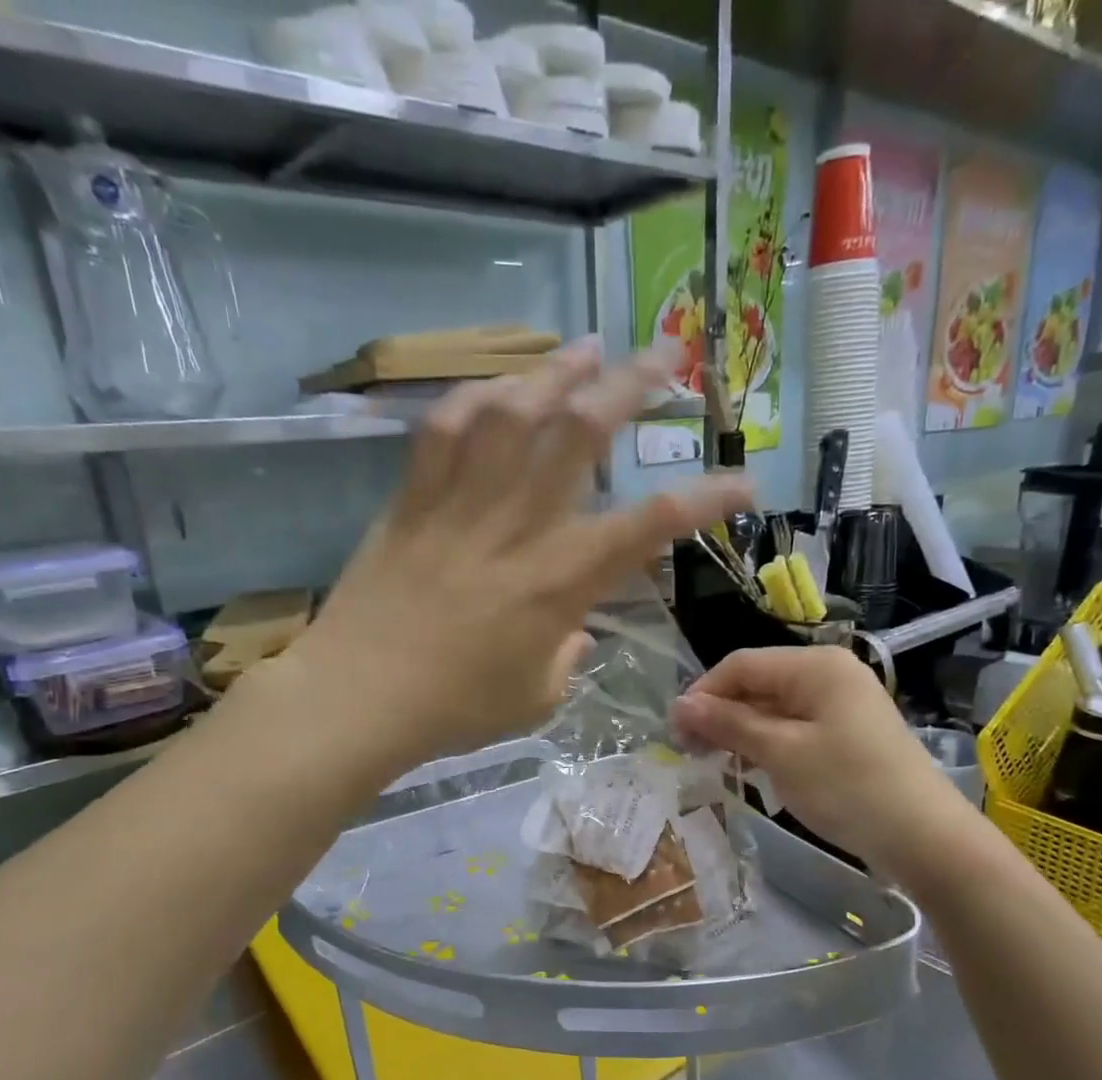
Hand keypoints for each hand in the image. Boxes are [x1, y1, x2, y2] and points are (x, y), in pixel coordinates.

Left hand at [265, 341, 750, 769]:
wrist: (357, 698)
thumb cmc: (454, 710)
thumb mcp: (535, 697)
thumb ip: (566, 656)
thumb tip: (572, 629)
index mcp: (559, 581)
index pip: (651, 527)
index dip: (706, 500)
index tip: (744, 483)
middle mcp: (518, 527)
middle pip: (581, 433)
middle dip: (633, 386)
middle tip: (667, 355)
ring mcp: (461, 505)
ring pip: (513, 412)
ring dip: (556, 371)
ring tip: (587, 348)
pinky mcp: (412, 501)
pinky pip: (445, 429)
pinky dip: (476, 398)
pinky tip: (499, 385)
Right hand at [671, 646, 980, 880]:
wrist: (923, 837)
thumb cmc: (847, 787)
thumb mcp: (780, 753)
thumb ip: (728, 723)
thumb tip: (680, 704)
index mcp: (815, 665)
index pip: (741, 665)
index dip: (703, 694)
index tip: (675, 733)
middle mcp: (829, 673)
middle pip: (758, 683)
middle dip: (720, 714)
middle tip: (691, 752)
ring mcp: (842, 703)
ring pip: (774, 707)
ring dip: (741, 731)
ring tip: (716, 763)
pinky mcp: (848, 732)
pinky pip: (795, 726)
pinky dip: (768, 743)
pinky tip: (752, 767)